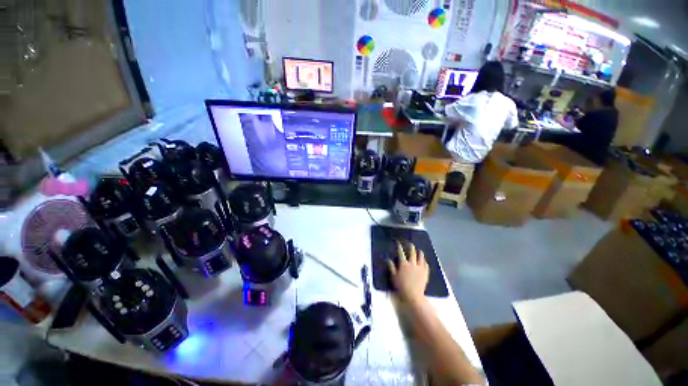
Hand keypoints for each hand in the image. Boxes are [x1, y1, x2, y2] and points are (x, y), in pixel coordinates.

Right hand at [388, 241, 428, 302]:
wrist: (413, 295)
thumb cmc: (401, 286)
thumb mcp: (393, 277)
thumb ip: (391, 267)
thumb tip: (388, 259)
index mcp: (403, 264)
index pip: (401, 252)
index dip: (399, 247)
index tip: (398, 243)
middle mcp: (412, 263)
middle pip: (412, 253)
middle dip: (411, 247)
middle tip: (410, 244)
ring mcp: (420, 268)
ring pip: (420, 257)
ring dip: (420, 253)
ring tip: (420, 250)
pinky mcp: (425, 273)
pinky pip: (426, 265)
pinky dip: (425, 262)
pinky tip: (424, 261)